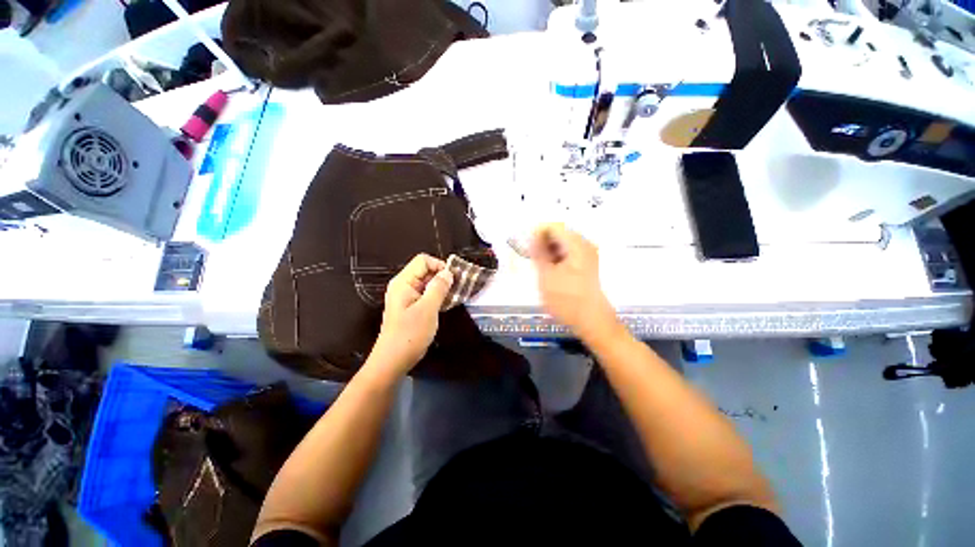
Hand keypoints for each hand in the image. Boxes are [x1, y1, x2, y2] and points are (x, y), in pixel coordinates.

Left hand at [371, 254, 453, 374]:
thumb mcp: (428, 309)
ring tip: (455, 297)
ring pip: (427, 283)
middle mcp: (404, 286)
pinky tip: (446, 305)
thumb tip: (448, 272)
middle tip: (458, 288)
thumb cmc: (410, 334)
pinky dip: (437, 297)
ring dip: (441, 287)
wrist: (393, 361)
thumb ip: (438, 288)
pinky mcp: (411, 307)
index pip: (423, 261)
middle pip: (425, 271)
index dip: (439, 265)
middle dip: (442, 277)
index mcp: (403, 282)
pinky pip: (426, 295)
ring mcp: (407, 297)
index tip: (454, 279)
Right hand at [530, 223, 616, 338]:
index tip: (527, 248)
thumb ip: (538, 252)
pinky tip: (550, 271)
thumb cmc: (567, 299)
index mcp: (576, 244)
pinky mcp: (587, 265)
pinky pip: (568, 254)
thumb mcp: (546, 275)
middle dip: (543, 243)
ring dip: (549, 251)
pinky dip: (556, 258)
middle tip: (532, 259)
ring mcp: (587, 255)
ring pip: (562, 244)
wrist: (592, 321)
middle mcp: (584, 245)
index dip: (537, 234)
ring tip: (540, 267)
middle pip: (559, 234)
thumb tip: (533, 235)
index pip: (553, 226)